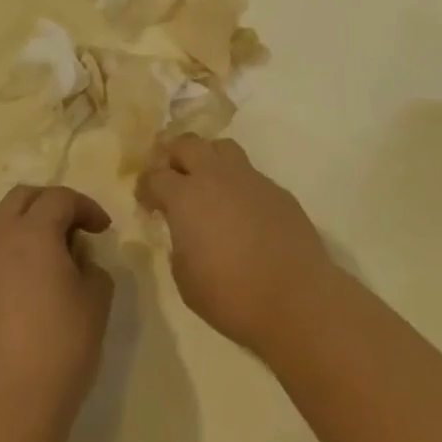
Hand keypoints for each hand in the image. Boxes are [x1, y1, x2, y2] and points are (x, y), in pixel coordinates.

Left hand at [0, 185, 115, 441]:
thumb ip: (92, 266)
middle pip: (22, 198)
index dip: (86, 206)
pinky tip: (30, 279)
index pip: (59, 198)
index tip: (103, 230)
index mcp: (32, 231)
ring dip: (26, 223)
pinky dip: (11, 249)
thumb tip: (77, 260)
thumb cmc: (60, 346)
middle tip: (75, 227)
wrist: (5, 405)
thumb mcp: (96, 300)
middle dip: (51, 203)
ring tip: (50, 251)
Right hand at [137, 135, 334, 353]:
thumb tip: (186, 232)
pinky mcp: (277, 190)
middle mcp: (216, 176)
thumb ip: (179, 244)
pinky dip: (238, 184)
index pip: (154, 175)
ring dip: (208, 159)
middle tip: (170, 178)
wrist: (296, 298)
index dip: (145, 187)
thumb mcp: (185, 277)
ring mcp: (250, 179)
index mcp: (185, 196)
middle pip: (187, 143)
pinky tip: (242, 211)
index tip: (146, 203)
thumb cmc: (231, 295)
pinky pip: (250, 174)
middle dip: (172, 155)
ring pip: (222, 147)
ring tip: (206, 184)